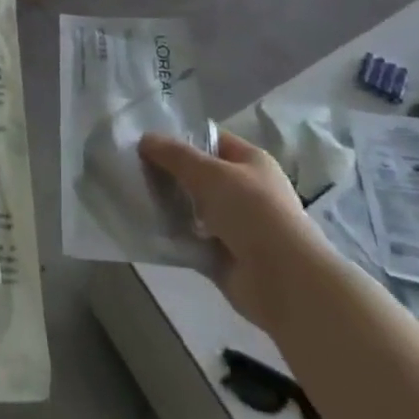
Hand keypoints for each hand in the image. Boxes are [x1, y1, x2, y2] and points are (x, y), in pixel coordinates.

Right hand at [140, 130, 313, 325]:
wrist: (284, 280)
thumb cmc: (252, 212)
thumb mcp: (210, 173)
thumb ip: (175, 155)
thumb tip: (145, 138)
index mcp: (251, 162)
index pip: (211, 141)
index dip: (181, 139)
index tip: (147, 142)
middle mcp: (245, 190)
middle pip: (200, 176)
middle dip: (171, 174)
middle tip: (134, 171)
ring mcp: (236, 226)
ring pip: (193, 209)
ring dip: (170, 206)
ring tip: (134, 197)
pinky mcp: (224, 257)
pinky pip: (191, 240)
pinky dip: (174, 236)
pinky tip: (148, 229)